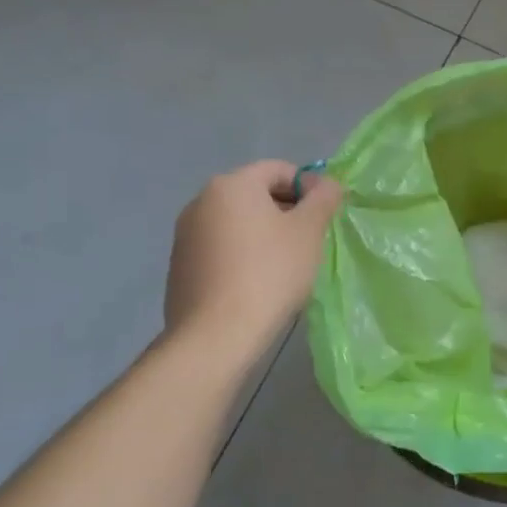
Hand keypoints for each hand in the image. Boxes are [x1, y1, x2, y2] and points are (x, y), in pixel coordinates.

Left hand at [162, 160, 343, 365]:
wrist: (215, 336)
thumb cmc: (269, 273)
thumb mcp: (309, 231)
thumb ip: (323, 198)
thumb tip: (327, 184)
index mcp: (232, 184)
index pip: (278, 169)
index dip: (308, 187)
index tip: (324, 215)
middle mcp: (201, 201)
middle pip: (255, 194)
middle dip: (286, 210)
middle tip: (310, 240)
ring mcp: (185, 235)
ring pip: (237, 222)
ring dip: (264, 233)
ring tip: (285, 264)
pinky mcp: (180, 266)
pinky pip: (220, 248)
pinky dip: (242, 255)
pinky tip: (257, 283)